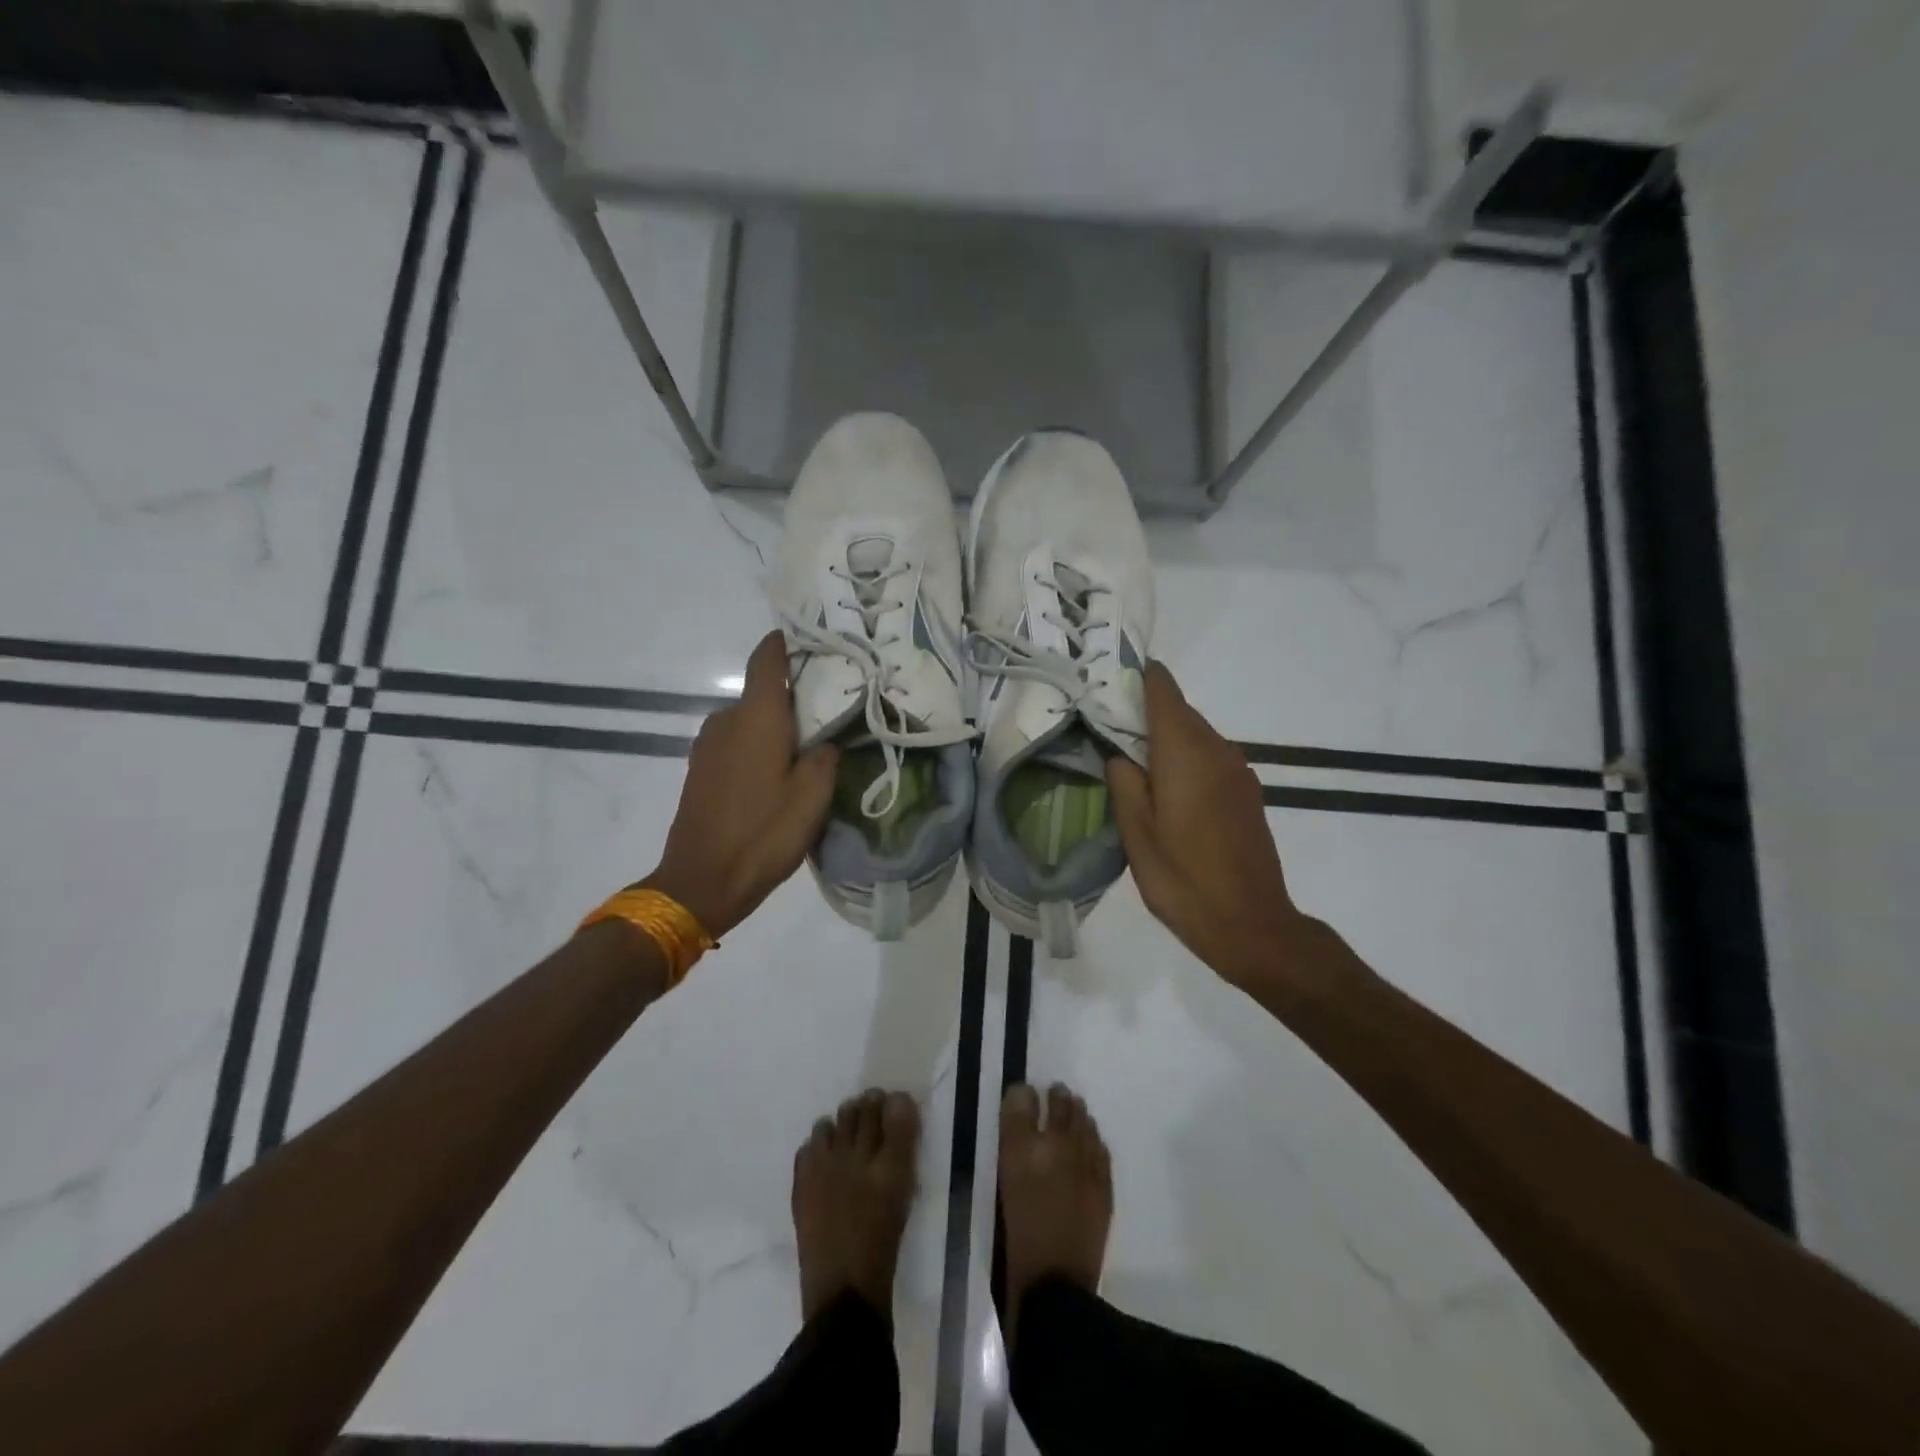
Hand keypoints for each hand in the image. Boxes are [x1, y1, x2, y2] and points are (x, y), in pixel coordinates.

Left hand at [642, 632, 839, 937]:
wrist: (701, 882)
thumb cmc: (763, 834)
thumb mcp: (813, 797)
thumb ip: (826, 756)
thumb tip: (825, 740)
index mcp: (756, 717)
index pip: (766, 659)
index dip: (785, 643)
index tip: (811, 639)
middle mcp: (726, 720)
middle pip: (762, 693)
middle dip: (793, 697)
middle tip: (830, 712)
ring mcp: (708, 746)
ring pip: (749, 721)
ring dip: (775, 727)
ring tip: (807, 748)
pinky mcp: (700, 770)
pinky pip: (736, 743)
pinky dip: (758, 746)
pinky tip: (778, 774)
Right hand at [1105, 662, 1311, 991]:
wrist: (1251, 925)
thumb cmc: (1183, 880)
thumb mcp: (1136, 834)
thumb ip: (1124, 783)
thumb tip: (1119, 754)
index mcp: (1186, 752)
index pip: (1163, 690)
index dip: (1138, 676)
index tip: (1108, 677)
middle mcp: (1217, 750)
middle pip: (1179, 711)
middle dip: (1143, 711)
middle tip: (1104, 725)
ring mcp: (1238, 771)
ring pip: (1194, 735)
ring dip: (1164, 738)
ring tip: (1129, 760)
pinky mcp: (1246, 793)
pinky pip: (1209, 758)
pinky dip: (1184, 759)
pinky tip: (1164, 788)